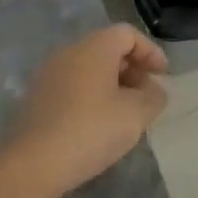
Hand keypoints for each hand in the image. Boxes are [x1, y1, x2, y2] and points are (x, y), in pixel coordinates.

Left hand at [6, 24, 169, 197]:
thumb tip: (153, 91)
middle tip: (147, 96)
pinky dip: (93, 96)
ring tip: (126, 114)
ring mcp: (49, 74)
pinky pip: (74, 86)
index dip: (150, 51)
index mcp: (94, 48)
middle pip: (108, 49)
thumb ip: (153, 97)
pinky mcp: (38, 98)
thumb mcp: (136, 115)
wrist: (33, 164)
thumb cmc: (91, 130)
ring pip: (90, 69)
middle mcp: (69, 52)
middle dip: (133, 69)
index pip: (127, 34)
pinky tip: (100, 125)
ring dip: (113, 85)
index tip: (163, 76)